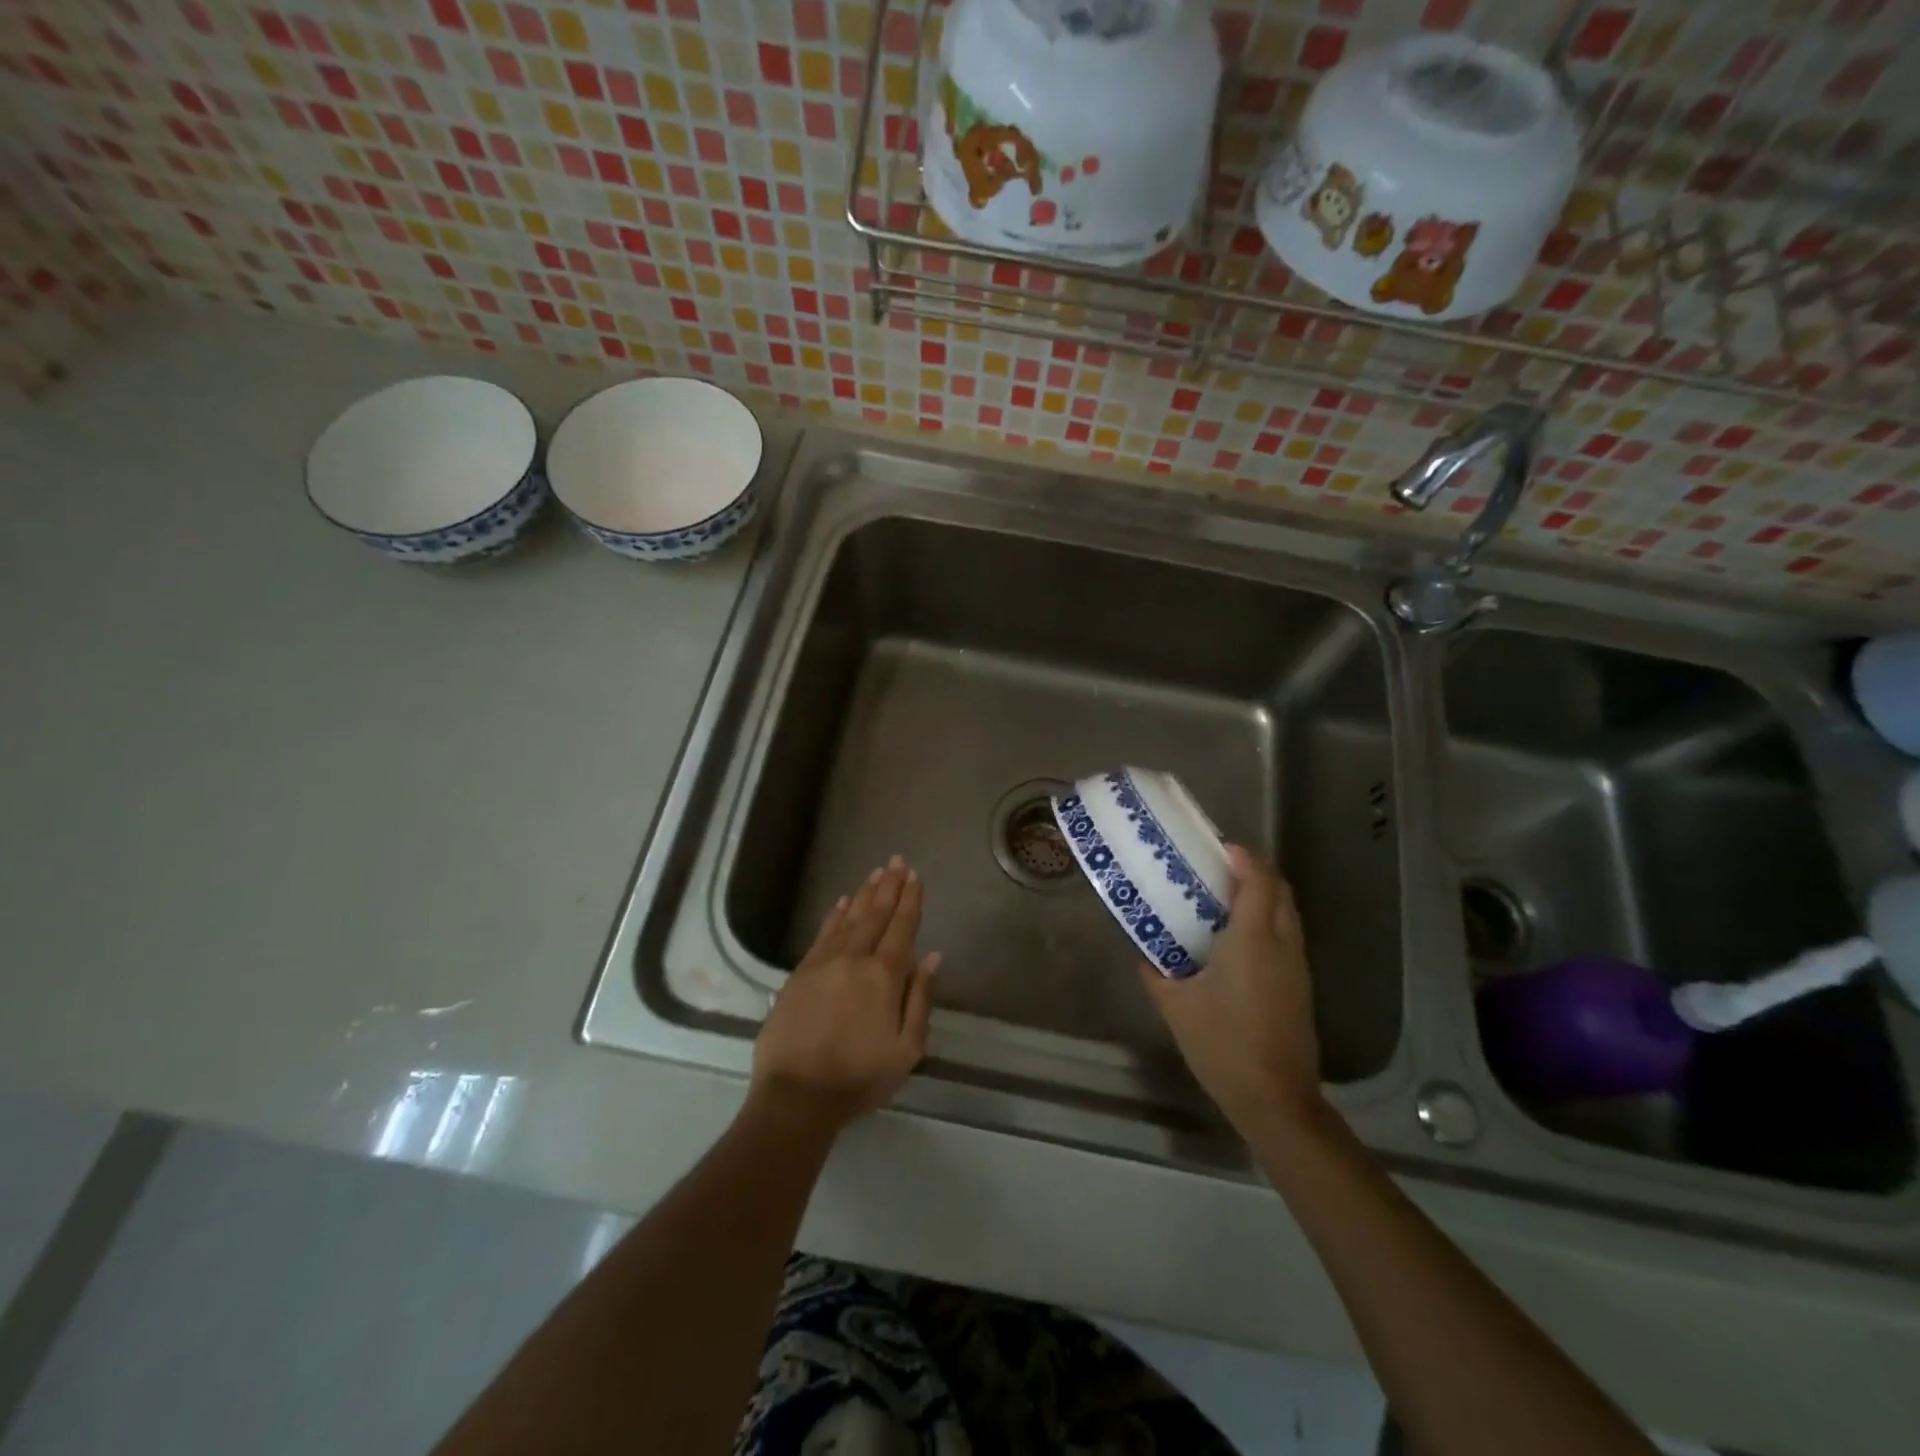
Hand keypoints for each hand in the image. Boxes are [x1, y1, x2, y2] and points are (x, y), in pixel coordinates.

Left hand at [750, 857, 939, 1135]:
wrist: (796, 1095)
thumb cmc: (859, 1077)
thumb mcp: (907, 1049)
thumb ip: (920, 998)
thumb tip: (933, 957)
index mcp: (884, 977)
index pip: (902, 928)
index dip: (910, 901)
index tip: (915, 876)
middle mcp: (854, 959)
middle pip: (875, 915)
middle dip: (889, 886)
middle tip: (897, 860)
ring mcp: (823, 963)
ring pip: (848, 919)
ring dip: (864, 894)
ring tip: (875, 872)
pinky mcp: (800, 973)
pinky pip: (822, 934)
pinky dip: (834, 915)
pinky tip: (841, 902)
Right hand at [1138, 845, 1322, 1135]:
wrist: (1275, 1098)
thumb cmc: (1222, 1043)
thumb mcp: (1175, 1006)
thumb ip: (1156, 973)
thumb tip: (1145, 955)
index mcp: (1252, 939)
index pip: (1258, 881)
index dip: (1243, 857)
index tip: (1219, 847)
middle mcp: (1282, 944)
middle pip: (1280, 891)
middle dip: (1256, 871)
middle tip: (1220, 869)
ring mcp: (1297, 967)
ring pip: (1288, 914)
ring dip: (1265, 896)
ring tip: (1227, 899)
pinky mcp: (1301, 987)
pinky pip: (1288, 936)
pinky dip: (1269, 921)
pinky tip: (1241, 941)